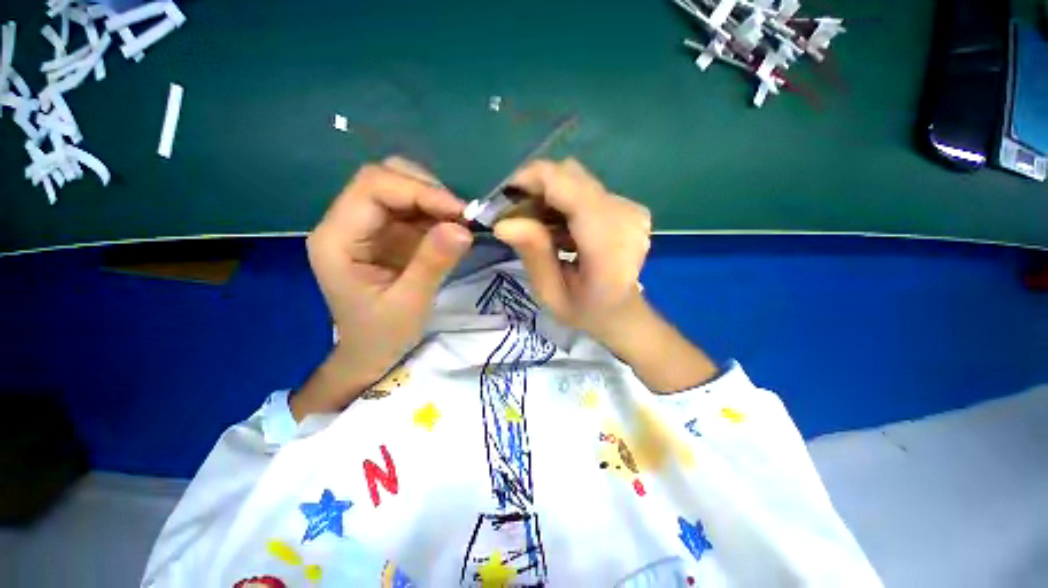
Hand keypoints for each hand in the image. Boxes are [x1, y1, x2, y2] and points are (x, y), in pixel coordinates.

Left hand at [296, 158, 473, 417]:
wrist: (371, 352)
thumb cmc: (382, 334)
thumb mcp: (410, 303)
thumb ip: (433, 263)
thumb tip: (463, 228)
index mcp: (337, 239)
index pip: (373, 188)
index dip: (419, 190)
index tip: (460, 212)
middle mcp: (346, 223)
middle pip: (384, 179)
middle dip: (427, 190)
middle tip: (461, 216)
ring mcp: (366, 226)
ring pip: (400, 188)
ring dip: (434, 200)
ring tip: (461, 223)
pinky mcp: (385, 233)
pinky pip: (412, 209)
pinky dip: (436, 213)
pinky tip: (453, 228)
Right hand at [494, 159, 717, 391]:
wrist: (623, 312)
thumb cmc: (586, 311)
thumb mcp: (551, 293)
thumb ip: (533, 255)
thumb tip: (503, 223)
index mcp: (608, 243)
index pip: (567, 185)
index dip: (530, 180)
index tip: (504, 198)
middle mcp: (624, 216)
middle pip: (570, 175)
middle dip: (535, 189)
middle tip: (517, 216)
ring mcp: (630, 208)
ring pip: (576, 179)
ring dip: (548, 195)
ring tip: (536, 226)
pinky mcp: (627, 206)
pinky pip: (586, 189)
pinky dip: (564, 201)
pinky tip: (557, 227)